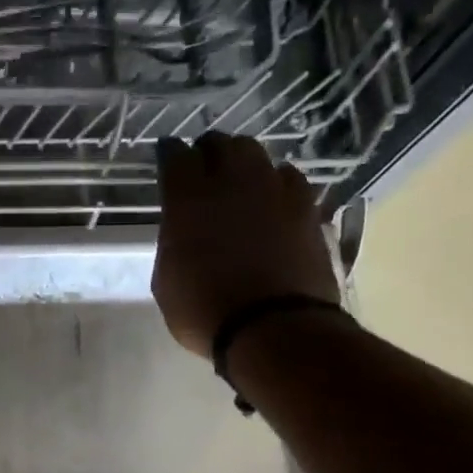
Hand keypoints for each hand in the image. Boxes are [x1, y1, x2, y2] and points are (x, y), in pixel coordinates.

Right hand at [151, 134, 338, 356]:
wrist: (274, 328)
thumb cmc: (205, 311)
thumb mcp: (166, 279)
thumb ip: (173, 241)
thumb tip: (183, 228)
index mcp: (188, 199)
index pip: (175, 155)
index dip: (170, 154)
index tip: (167, 160)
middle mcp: (231, 182)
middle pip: (220, 143)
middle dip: (208, 152)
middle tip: (203, 169)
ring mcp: (273, 190)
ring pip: (256, 154)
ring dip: (243, 163)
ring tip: (240, 182)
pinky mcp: (306, 207)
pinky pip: (289, 178)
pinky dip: (276, 183)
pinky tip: (273, 200)